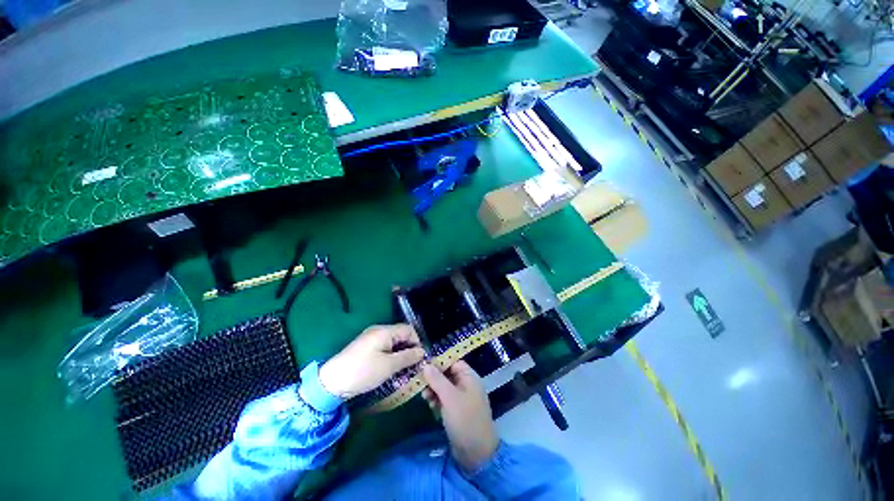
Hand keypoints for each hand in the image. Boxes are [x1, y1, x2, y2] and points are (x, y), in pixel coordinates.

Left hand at [319, 324, 424, 399]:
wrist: (331, 381)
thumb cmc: (363, 371)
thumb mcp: (389, 366)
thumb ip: (408, 357)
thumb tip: (422, 352)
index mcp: (385, 331)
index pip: (409, 330)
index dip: (417, 342)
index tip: (419, 359)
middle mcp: (379, 330)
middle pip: (401, 334)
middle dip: (409, 348)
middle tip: (412, 366)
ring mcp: (371, 338)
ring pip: (393, 342)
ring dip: (400, 353)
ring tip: (403, 369)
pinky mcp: (365, 347)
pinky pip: (384, 347)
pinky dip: (391, 355)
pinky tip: (390, 367)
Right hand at [421, 361, 498, 472]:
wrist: (476, 452)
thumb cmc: (464, 419)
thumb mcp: (449, 397)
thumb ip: (437, 379)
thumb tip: (426, 365)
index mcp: (469, 377)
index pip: (453, 362)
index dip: (439, 362)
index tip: (423, 366)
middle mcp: (466, 384)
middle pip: (447, 374)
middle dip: (434, 378)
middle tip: (421, 384)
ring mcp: (462, 398)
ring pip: (445, 387)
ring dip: (434, 389)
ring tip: (425, 397)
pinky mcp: (457, 410)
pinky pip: (445, 399)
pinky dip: (437, 400)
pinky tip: (430, 405)